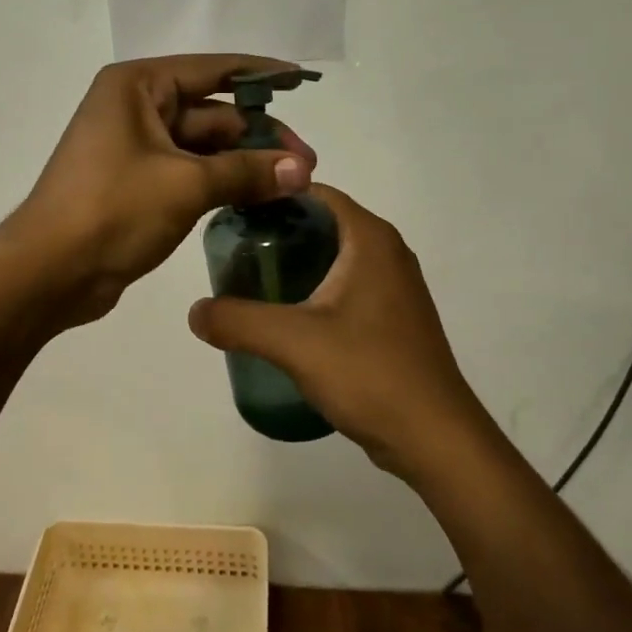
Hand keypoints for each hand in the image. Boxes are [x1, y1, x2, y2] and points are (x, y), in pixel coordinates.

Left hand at [6, 55, 317, 326]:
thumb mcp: (185, 185)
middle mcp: (136, 106)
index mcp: (138, 85)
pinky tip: (259, 198)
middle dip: (259, 136)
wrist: (48, 272)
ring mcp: (135, 146)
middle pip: (212, 112)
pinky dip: (222, 182)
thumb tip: (302, 170)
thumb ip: (246, 172)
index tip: (300, 79)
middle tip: (307, 164)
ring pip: (204, 145)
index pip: (213, 69)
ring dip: (245, 163)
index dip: (260, 74)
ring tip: (294, 183)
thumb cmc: (112, 209)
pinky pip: (190, 171)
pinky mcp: (138, 181)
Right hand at [187, 185, 486, 476]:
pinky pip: (346, 284)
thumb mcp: (294, 342)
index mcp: (369, 238)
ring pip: (333, 256)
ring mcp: (394, 285)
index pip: (313, 192)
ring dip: (294, 262)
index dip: (272, 196)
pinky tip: (285, 316)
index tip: (232, 214)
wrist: (436, 440)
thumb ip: (238, 320)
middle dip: (277, 232)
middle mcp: (386, 251)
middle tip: (233, 251)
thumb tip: (195, 311)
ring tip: (249, 282)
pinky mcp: (393, 316)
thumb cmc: (370, 373)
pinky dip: (314, 287)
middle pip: (321, 222)